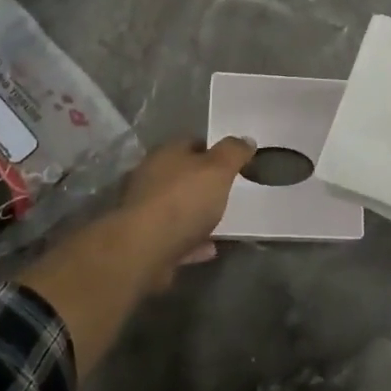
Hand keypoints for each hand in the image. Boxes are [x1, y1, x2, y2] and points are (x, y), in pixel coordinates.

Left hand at [116, 136, 253, 286]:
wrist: (143, 249)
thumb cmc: (183, 200)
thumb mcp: (218, 169)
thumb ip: (233, 153)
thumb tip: (246, 140)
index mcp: (167, 153)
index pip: (193, 142)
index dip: (215, 151)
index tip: (234, 163)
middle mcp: (150, 176)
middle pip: (182, 175)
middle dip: (204, 183)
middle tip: (229, 192)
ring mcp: (144, 209)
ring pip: (177, 207)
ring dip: (196, 214)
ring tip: (222, 222)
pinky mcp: (143, 240)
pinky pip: (174, 237)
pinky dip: (191, 241)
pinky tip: (209, 248)